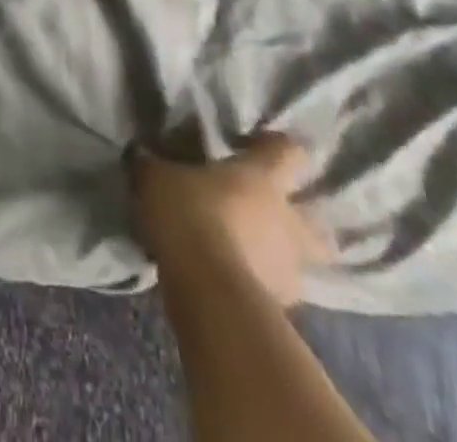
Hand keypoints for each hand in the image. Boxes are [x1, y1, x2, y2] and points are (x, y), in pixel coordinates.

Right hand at [132, 133, 331, 307]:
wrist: (208, 289)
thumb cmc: (189, 214)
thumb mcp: (156, 178)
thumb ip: (152, 164)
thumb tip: (140, 153)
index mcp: (263, 178)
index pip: (289, 152)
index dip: (276, 148)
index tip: (254, 147)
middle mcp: (287, 220)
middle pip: (315, 220)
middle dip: (298, 220)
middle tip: (267, 216)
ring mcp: (290, 268)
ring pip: (299, 261)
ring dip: (279, 258)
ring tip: (247, 255)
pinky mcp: (283, 309)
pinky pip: (276, 291)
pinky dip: (261, 287)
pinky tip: (235, 283)